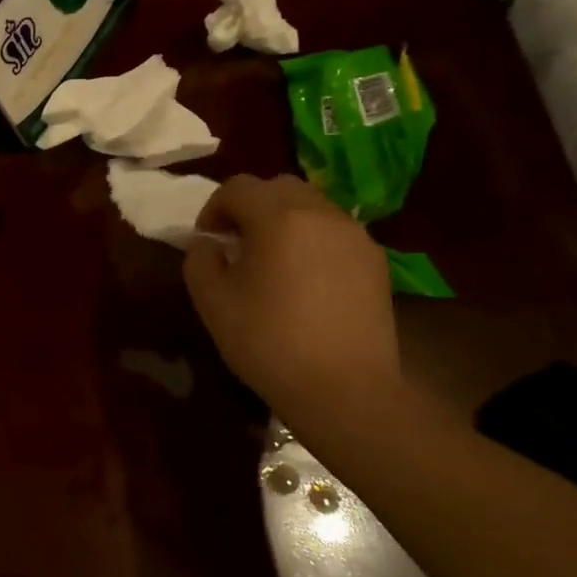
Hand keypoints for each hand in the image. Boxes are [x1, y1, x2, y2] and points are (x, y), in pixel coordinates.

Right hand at [183, 174, 401, 429]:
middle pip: (279, 187)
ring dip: (283, 219)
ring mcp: (355, 235)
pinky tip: (303, 278)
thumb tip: (209, 243)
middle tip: (236, 241)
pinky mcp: (375, 260)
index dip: (214, 207)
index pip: (238, 187)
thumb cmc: (269, 342)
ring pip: (311, 205)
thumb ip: (200, 259)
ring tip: (271, 259)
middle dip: (251, 206)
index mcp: (278, 218)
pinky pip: (334, 231)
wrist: (345, 389)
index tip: (207, 239)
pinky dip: (311, 238)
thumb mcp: (212, 301)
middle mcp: (321, 214)